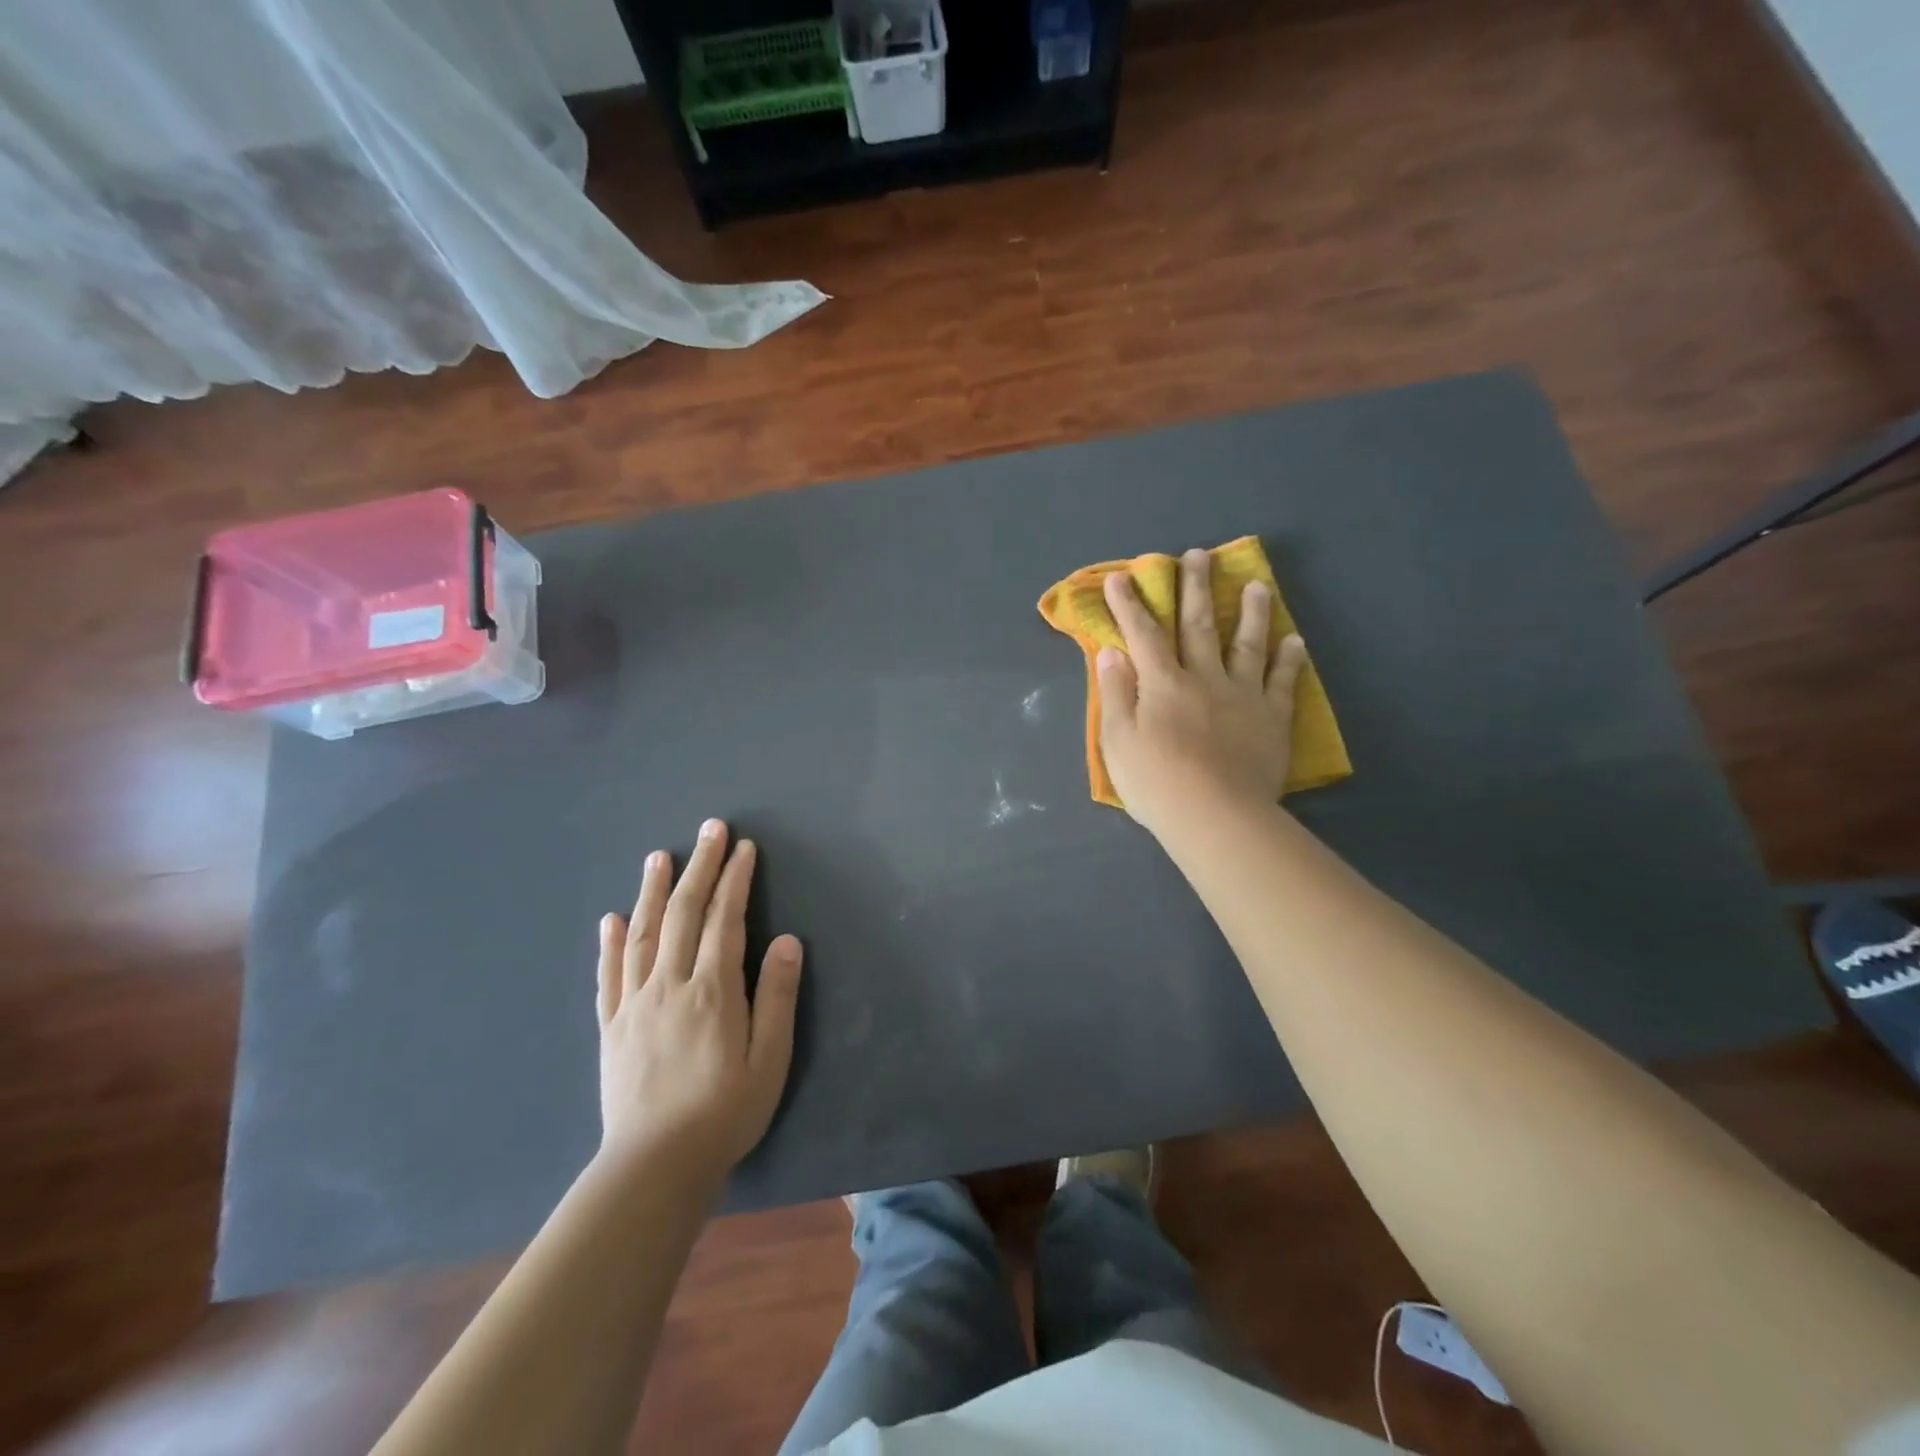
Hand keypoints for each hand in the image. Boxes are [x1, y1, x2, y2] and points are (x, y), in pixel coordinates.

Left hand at [595, 819, 802, 1188]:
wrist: (654, 1168)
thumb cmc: (725, 1113)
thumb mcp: (770, 1059)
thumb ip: (777, 997)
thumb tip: (785, 940)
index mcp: (713, 991)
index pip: (726, 920)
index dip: (735, 880)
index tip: (743, 848)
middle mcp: (670, 985)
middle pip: (684, 914)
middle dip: (699, 867)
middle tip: (709, 829)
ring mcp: (635, 1004)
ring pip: (644, 934)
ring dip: (653, 891)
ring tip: (659, 856)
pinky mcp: (612, 1027)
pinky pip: (609, 975)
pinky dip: (612, 943)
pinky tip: (613, 919)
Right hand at [1097, 547, 1308, 835]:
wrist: (1216, 817)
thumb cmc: (1156, 783)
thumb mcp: (1117, 741)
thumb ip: (1115, 694)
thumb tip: (1112, 652)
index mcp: (1162, 684)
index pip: (1143, 635)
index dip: (1130, 605)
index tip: (1120, 577)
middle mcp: (1204, 678)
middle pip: (1199, 625)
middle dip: (1195, 588)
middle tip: (1197, 556)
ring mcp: (1243, 695)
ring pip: (1247, 644)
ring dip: (1252, 612)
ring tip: (1258, 584)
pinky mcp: (1272, 718)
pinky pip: (1283, 682)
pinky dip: (1289, 660)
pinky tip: (1295, 641)